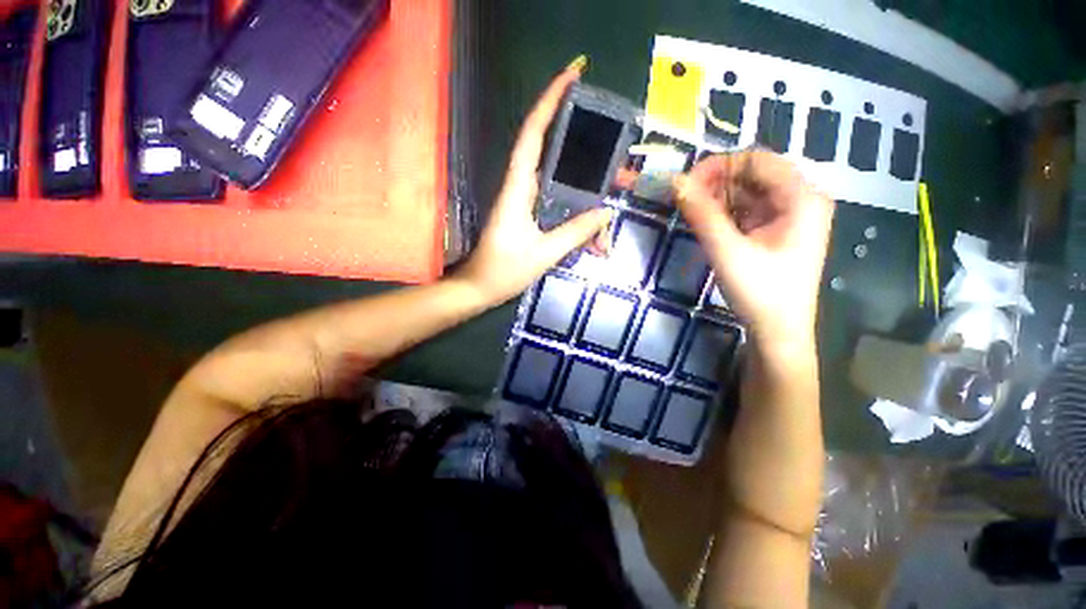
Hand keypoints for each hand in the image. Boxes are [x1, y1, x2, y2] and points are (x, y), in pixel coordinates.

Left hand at [456, 65, 612, 304]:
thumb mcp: (544, 253)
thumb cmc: (504, 270)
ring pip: (560, 183)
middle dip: (585, 148)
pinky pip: (558, 204)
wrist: (480, 288)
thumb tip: (605, 212)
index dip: (550, 102)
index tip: (572, 75)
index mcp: (518, 188)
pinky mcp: (530, 216)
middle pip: (553, 154)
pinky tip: (593, 229)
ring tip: (613, 196)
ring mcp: (526, 202)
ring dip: (587, 190)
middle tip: (617, 155)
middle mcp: (521, 187)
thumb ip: (575, 232)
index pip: (533, 134)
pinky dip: (577, 213)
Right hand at [674, 151, 833, 346]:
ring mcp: (790, 215)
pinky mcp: (777, 230)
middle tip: (684, 198)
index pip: (758, 160)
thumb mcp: (727, 250)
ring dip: (718, 196)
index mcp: (802, 197)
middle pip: (754, 174)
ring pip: (749, 191)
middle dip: (716, 181)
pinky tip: (707, 221)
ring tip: (691, 210)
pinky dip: (725, 211)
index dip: (719, 165)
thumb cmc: (760, 291)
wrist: (778, 331)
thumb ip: (702, 213)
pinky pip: (748, 209)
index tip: (686, 183)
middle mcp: (801, 199)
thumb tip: (676, 182)